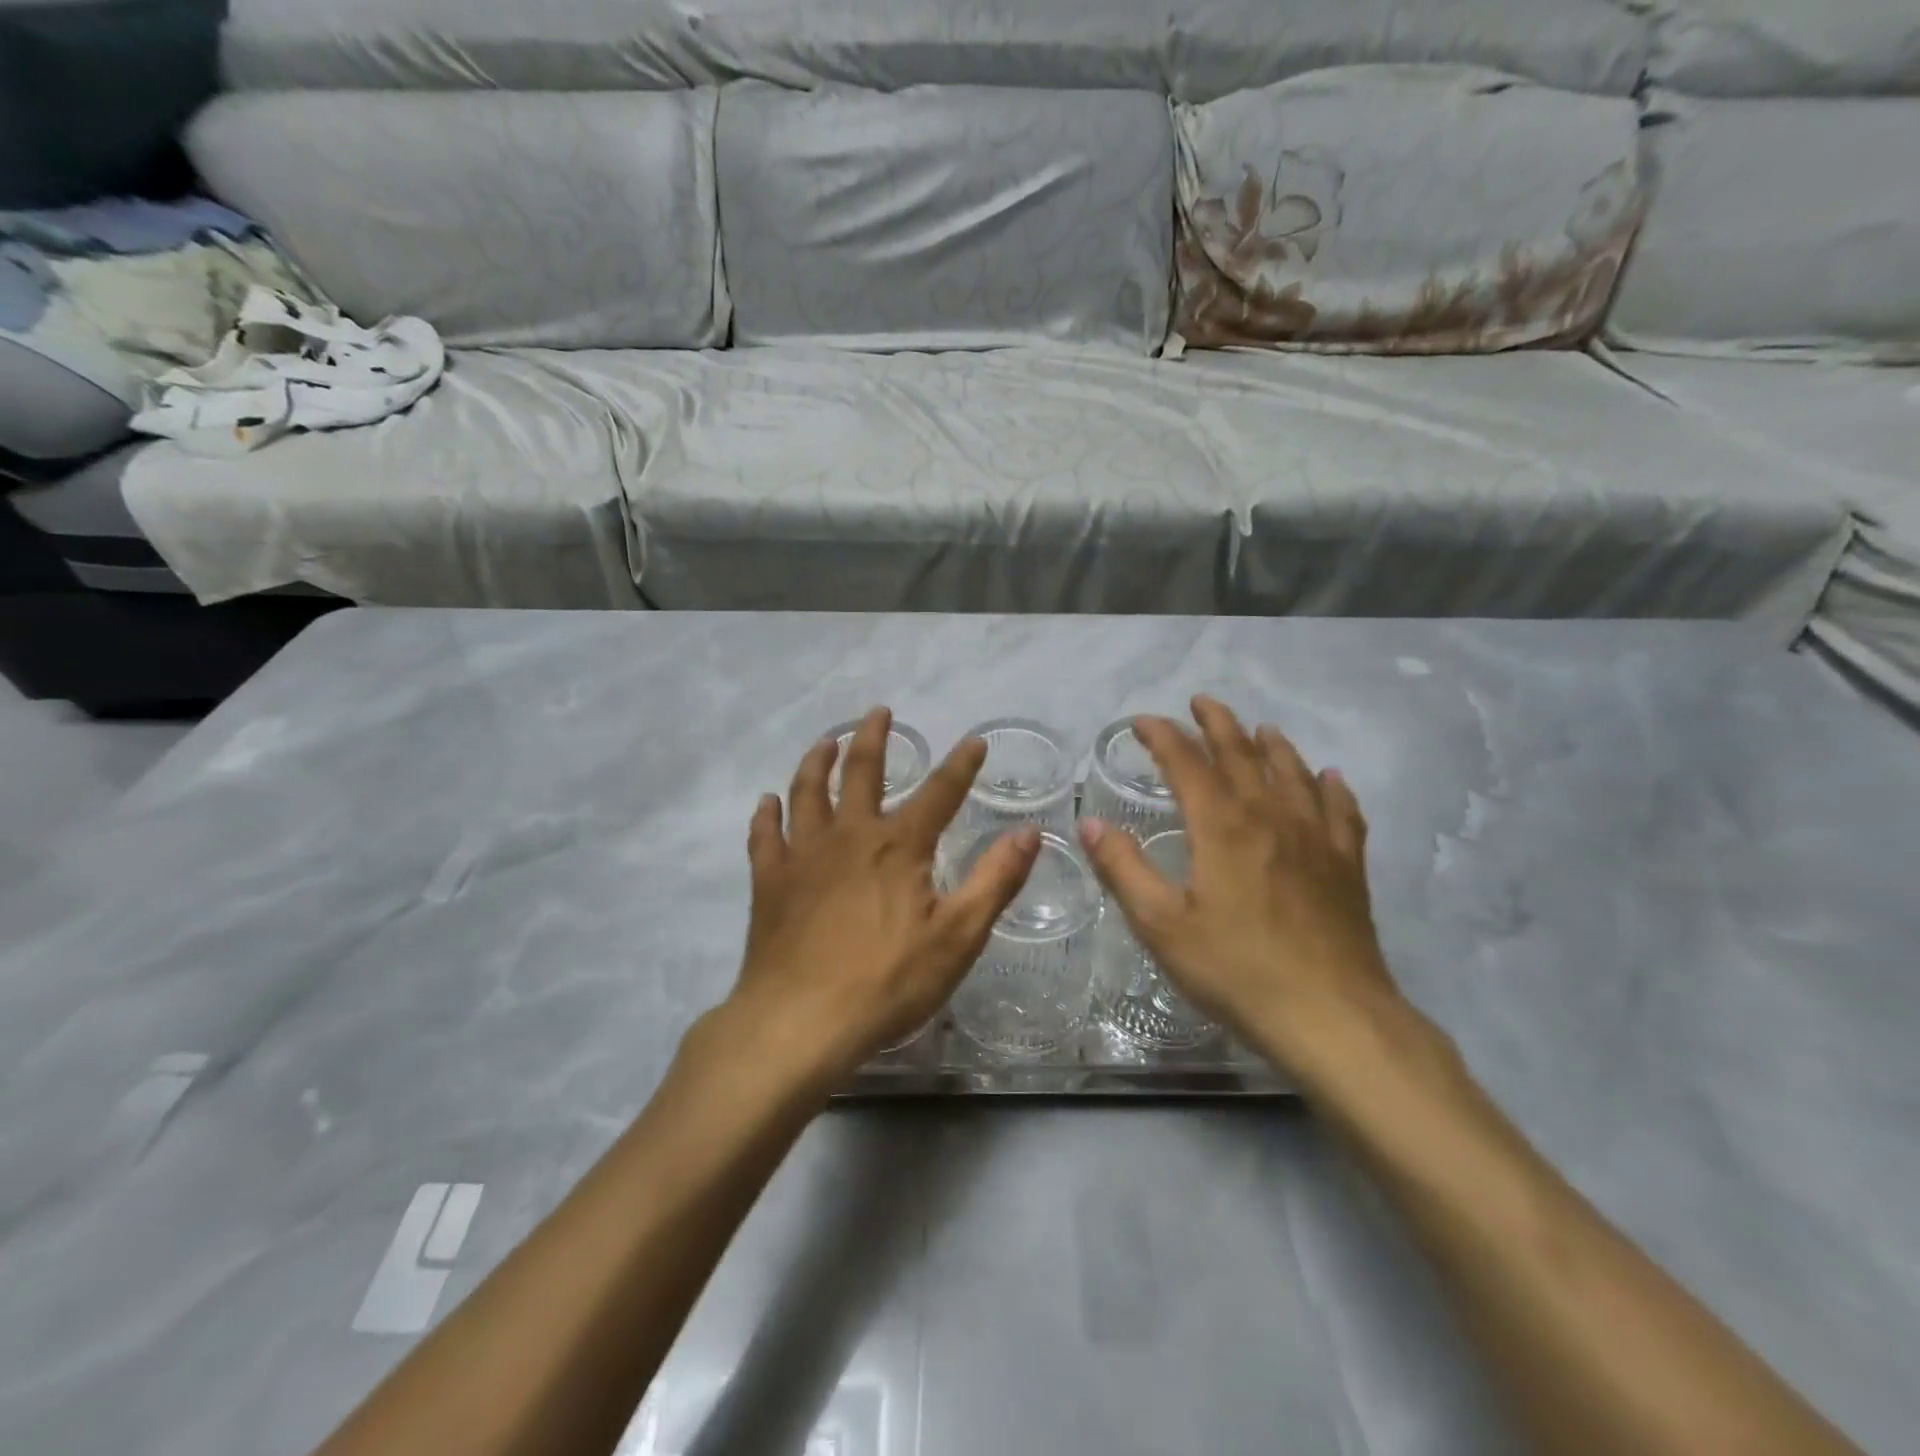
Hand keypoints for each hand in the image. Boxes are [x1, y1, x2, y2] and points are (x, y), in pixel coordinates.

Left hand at [725, 707, 1040, 1077]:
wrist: (799, 1022)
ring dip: (817, 761)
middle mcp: (849, 836)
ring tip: (825, 741)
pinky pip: (765, 836)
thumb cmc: (887, 981)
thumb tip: (1029, 832)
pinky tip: (767, 802)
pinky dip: (767, 815)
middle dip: (872, 738)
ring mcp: (803, 856)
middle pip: (860, 772)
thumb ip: (995, 880)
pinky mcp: (770, 882)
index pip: (939, 792)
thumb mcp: (958, 936)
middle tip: (878, 712)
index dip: (961, 764)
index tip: (975, 741)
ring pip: (807, 792)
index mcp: (898, 846)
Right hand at [1077, 696, 1402, 1076]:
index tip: (1143, 722)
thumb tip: (1089, 822)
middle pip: (1242, 754)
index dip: (1163, 736)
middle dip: (1217, 723)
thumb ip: (1123, 868)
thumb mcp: (1161, 924)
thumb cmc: (1236, 969)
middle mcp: (1269, 816)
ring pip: (1293, 773)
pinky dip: (1332, 788)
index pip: (1186, 762)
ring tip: (1260, 729)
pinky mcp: (1346, 865)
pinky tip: (1330, 779)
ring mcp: (1315, 838)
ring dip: (1272, 745)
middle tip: (1201, 702)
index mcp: (1221, 825)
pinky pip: (1341, 811)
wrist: (1332, 1016)